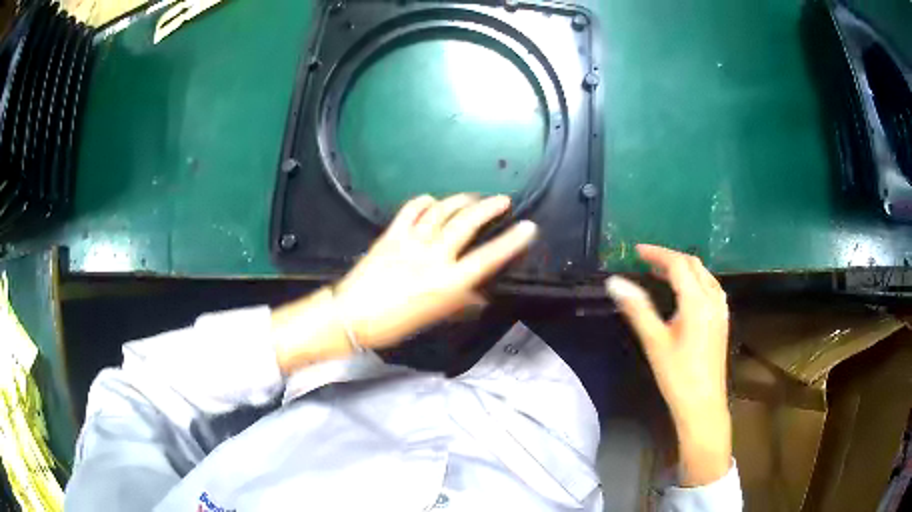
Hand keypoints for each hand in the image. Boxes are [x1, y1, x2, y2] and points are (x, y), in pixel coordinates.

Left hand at [335, 194, 536, 348]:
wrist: (352, 316)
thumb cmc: (395, 324)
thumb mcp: (434, 319)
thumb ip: (460, 304)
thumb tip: (479, 295)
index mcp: (449, 283)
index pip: (489, 257)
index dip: (512, 241)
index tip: (528, 227)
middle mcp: (434, 256)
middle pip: (467, 223)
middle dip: (489, 207)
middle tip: (502, 200)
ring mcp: (411, 242)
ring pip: (442, 211)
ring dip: (460, 201)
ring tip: (472, 198)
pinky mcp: (391, 234)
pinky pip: (411, 210)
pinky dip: (425, 202)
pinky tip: (432, 201)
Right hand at [604, 245, 731, 486]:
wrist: (703, 404)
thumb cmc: (677, 375)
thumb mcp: (654, 342)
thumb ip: (637, 308)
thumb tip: (614, 282)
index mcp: (697, 301)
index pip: (678, 264)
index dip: (657, 253)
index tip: (636, 251)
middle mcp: (713, 299)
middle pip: (693, 265)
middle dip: (670, 257)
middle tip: (646, 261)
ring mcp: (720, 310)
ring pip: (704, 275)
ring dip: (683, 268)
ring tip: (661, 273)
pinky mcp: (722, 320)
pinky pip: (710, 287)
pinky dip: (694, 280)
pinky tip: (684, 293)